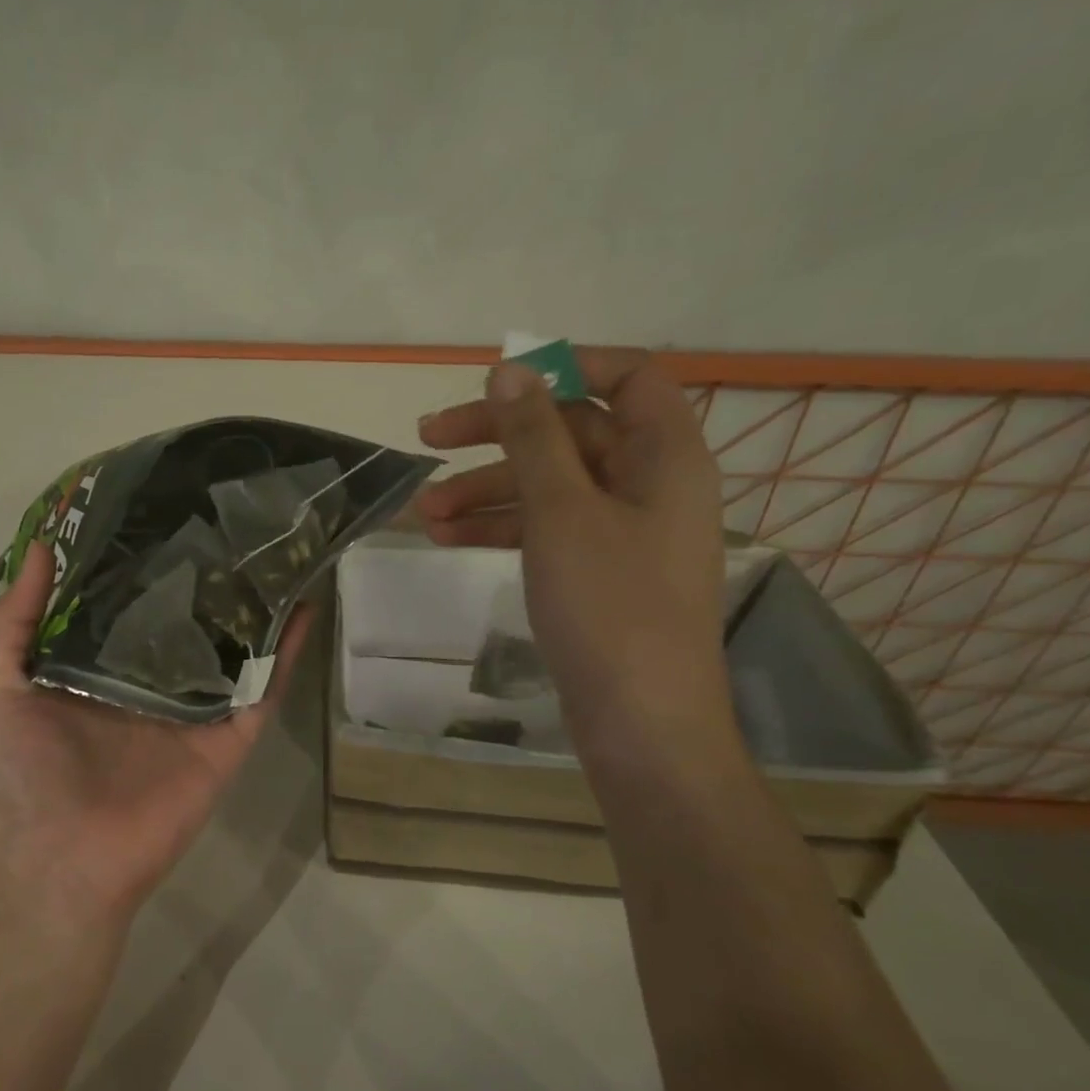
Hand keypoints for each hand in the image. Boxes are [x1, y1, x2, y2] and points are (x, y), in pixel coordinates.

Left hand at [0, 541, 310, 930]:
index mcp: (99, 667)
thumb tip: (38, 544)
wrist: (62, 866)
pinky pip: (263, 687)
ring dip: (254, 602)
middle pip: (186, 616)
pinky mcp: (228, 736)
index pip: (128, 599)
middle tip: (228, 512)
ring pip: (232, 644)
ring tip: (275, 545)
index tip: (160, 503)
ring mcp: (195, 707)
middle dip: (205, 570)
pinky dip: (286, 649)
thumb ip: (13, 621)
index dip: (142, 557)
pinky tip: (303, 604)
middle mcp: (151, 680)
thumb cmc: (21, 777)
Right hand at [415, 349, 728, 748]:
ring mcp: (623, 531)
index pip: (627, 376)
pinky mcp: (597, 572)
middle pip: (571, 432)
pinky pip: (546, 528)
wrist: (640, 723)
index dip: (565, 367)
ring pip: (549, 485)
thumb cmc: (609, 606)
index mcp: (665, 455)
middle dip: (497, 437)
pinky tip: (447, 538)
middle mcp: (649, 483)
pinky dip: (500, 527)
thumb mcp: (562, 512)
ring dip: (485, 489)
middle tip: (429, 440)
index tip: (499, 383)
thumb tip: (509, 370)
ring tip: (424, 512)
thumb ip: (533, 437)